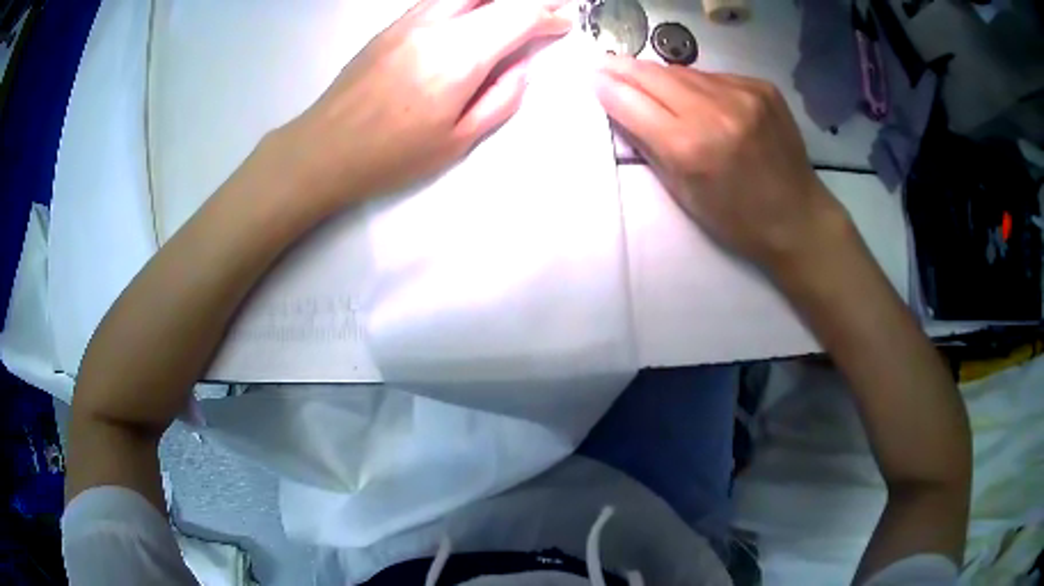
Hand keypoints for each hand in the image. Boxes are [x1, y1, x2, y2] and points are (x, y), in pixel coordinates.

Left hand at [280, 0, 572, 208]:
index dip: (547, 14)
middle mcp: (436, 27)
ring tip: (512, 13)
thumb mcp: (458, 140)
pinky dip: (468, 1)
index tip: (563, 23)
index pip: (517, 16)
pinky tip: (475, 13)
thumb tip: (522, 65)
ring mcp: (409, 21)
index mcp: (458, 58)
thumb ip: (501, 98)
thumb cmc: (393, 155)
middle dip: (528, 0)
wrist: (324, 148)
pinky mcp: (391, 25)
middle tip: (547, 10)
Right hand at [594, 56, 851, 275]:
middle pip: (654, 75)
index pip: (631, 102)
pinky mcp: (761, 87)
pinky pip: (714, 77)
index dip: (607, 87)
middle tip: (606, 62)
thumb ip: (649, 146)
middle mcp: (714, 111)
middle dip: (624, 68)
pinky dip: (699, 85)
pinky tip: (699, 98)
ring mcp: (742, 94)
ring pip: (684, 72)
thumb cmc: (736, 219)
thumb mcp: (682, 193)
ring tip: (647, 79)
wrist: (797, 217)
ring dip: (661, 76)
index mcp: (689, 147)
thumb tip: (621, 108)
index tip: (593, 76)